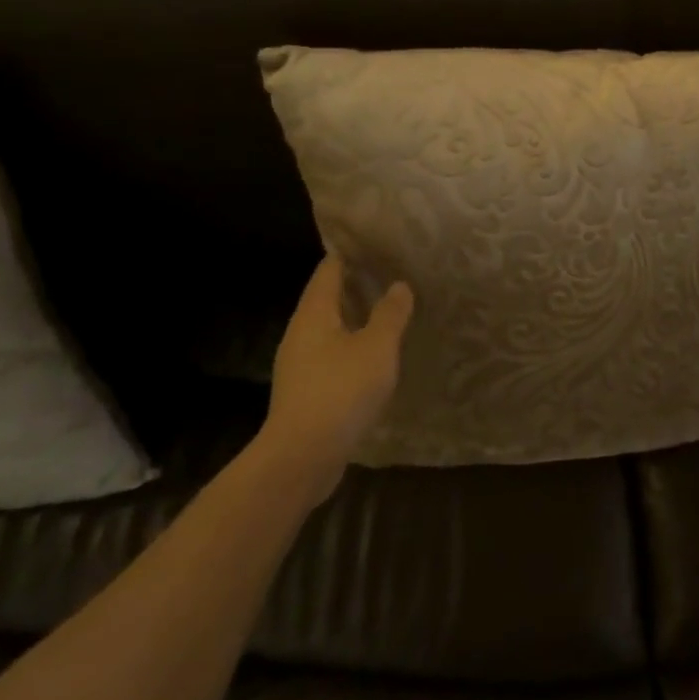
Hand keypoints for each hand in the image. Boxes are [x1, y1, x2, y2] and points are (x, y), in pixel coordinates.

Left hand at [256, 257, 413, 492]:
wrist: (302, 457)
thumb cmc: (340, 391)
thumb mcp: (377, 347)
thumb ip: (390, 314)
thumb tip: (398, 285)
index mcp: (314, 313)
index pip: (329, 269)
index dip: (351, 253)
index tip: (376, 243)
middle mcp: (301, 332)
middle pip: (327, 297)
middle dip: (356, 285)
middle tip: (392, 273)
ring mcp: (299, 363)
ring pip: (330, 328)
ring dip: (356, 318)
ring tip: (389, 311)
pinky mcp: (305, 390)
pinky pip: (331, 355)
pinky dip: (352, 345)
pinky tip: (375, 355)